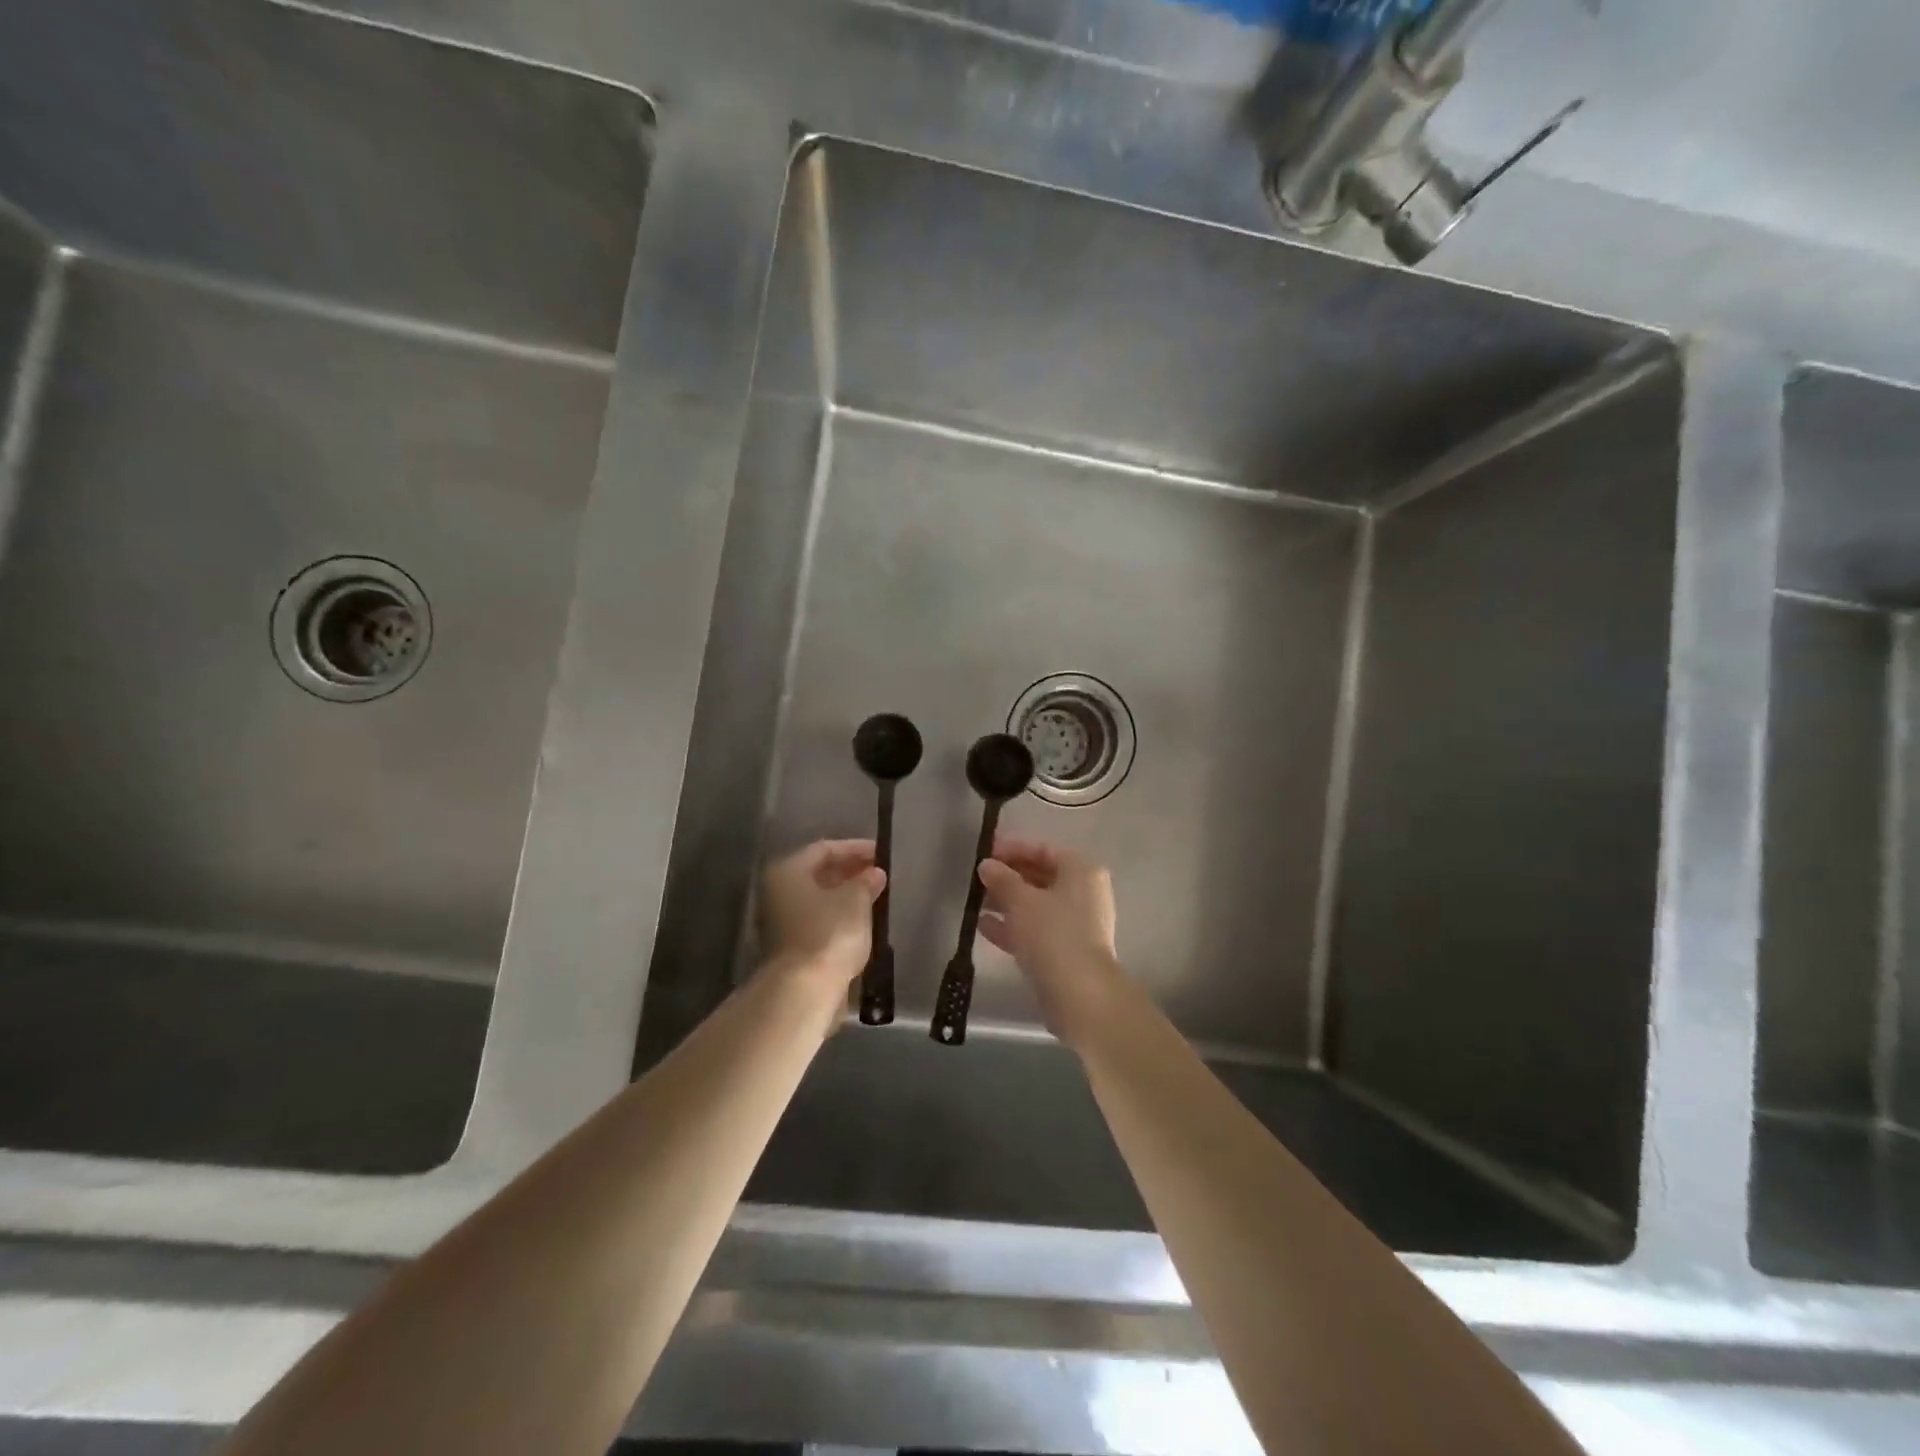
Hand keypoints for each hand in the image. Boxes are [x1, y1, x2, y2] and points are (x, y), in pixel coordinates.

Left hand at [759, 840, 885, 993]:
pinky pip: (817, 921)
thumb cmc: (829, 934)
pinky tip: (861, 922)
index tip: (881, 854)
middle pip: (816, 874)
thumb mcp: (855, 901)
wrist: (803, 991)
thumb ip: (866, 882)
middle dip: (849, 872)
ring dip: (844, 896)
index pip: (824, 849)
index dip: (855, 848)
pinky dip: (837, 917)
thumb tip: (874, 873)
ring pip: (817, 899)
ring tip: (875, 897)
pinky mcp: (789, 948)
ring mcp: (779, 922)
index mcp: (787, 872)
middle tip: (878, 875)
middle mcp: (777, 892)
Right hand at [977, 837, 1126, 1049]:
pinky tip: (983, 927)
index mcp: (1081, 871)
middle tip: (978, 879)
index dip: (1012, 848)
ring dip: (1006, 903)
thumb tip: (986, 865)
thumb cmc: (1052, 933)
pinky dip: (1013, 926)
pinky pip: (1036, 929)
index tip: (984, 852)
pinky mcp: (1067, 951)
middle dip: (1008, 877)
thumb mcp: (1020, 900)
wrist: (1079, 994)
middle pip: (1040, 877)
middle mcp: (1084, 893)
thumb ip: (1001, 879)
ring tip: (975, 902)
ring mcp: (1077, 924)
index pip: (1043, 850)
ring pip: (1036, 905)